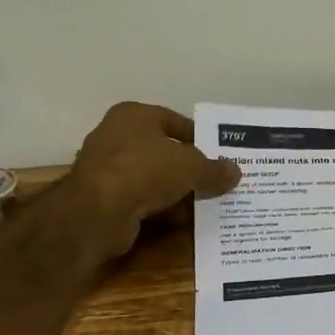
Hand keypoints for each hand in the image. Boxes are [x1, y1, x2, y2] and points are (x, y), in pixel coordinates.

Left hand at [67, 102, 240, 258]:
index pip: (175, 122)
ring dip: (177, 191)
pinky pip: (142, 200)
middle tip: (217, 181)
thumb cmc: (146, 171)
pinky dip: (161, 208)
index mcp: (134, 115)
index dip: (201, 138)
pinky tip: (183, 220)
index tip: (221, 156)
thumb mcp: (191, 166)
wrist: (98, 212)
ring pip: (154, 178)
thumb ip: (214, 169)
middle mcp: (117, 136)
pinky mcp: (105, 199)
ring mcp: (108, 169)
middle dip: (190, 168)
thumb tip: (235, 173)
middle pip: (164, 151)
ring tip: (207, 202)